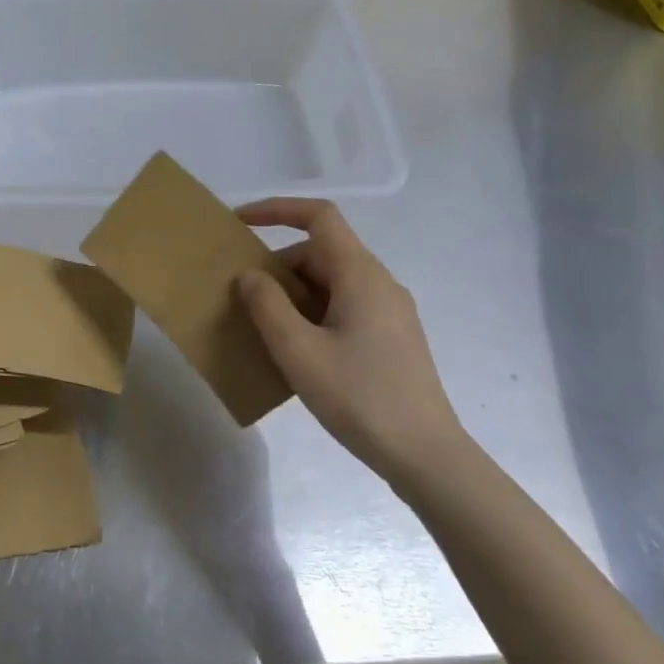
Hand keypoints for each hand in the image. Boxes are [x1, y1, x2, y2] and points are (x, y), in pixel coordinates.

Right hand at [236, 199, 470, 492]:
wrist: (425, 454)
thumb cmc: (359, 397)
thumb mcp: (298, 351)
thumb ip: (267, 306)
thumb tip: (250, 276)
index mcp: (361, 275)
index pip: (320, 217)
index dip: (277, 209)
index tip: (239, 223)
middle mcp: (379, 283)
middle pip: (321, 253)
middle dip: (277, 267)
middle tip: (242, 299)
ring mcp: (389, 311)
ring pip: (331, 283)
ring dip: (293, 296)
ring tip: (262, 330)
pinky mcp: (391, 338)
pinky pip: (343, 308)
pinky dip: (312, 315)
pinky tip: (296, 353)